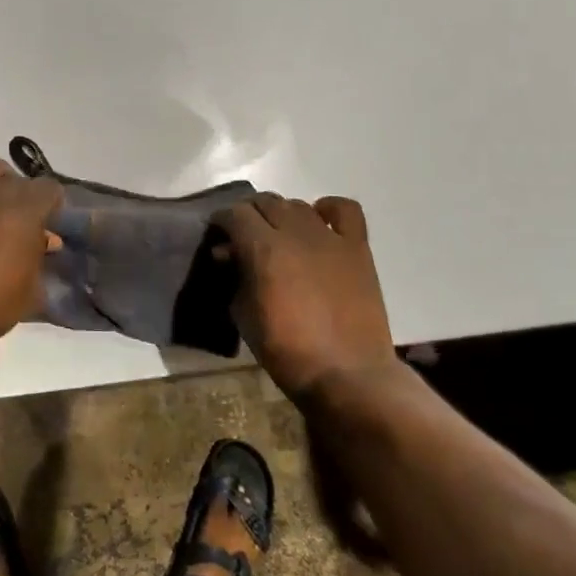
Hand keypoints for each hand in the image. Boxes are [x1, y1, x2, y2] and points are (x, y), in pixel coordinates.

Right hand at [213, 193, 395, 397]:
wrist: (346, 373)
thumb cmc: (286, 350)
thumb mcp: (243, 315)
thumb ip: (234, 276)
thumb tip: (228, 254)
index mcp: (262, 248)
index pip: (235, 214)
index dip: (222, 220)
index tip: (218, 234)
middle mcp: (295, 232)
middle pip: (265, 202)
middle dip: (248, 214)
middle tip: (243, 235)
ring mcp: (330, 237)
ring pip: (298, 205)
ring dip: (281, 214)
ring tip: (278, 234)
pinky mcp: (357, 247)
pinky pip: (344, 210)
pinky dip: (328, 209)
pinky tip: (319, 222)